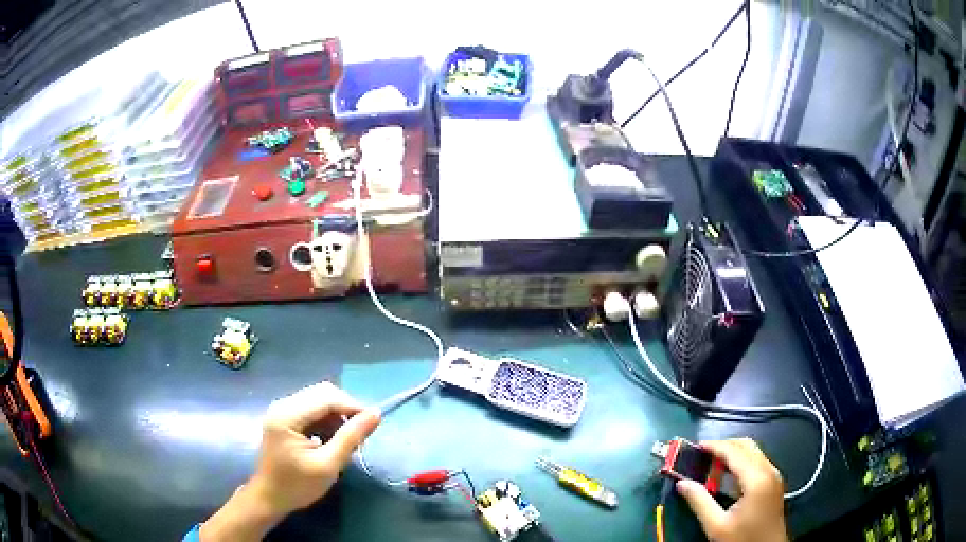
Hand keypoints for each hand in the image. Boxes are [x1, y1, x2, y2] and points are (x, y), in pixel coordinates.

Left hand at [200, 382, 380, 541]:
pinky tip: (331, 440)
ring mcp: (282, 410)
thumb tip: (376, 414)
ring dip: (337, 416)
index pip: (326, 397)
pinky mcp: (285, 417)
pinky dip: (327, 420)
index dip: (353, 406)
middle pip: (323, 393)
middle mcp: (283, 405)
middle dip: (345, 410)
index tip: (373, 423)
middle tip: (360, 435)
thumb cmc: (298, 485)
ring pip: (319, 400)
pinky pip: (312, 409)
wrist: (270, 497)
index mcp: (287, 415)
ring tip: (346, 441)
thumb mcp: (328, 465)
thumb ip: (351, 438)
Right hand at [676, 439, 787, 541]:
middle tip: (703, 454)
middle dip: (724, 446)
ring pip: (754, 451)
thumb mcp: (717, 526)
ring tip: (712, 463)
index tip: (697, 446)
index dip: (715, 446)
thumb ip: (700, 502)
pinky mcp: (774, 482)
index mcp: (756, 479)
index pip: (735, 452)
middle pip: (747, 446)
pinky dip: (742, 460)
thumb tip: (682, 483)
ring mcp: (774, 475)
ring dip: (733, 452)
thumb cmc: (743, 538)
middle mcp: (768, 470)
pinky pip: (758, 461)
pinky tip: (728, 474)